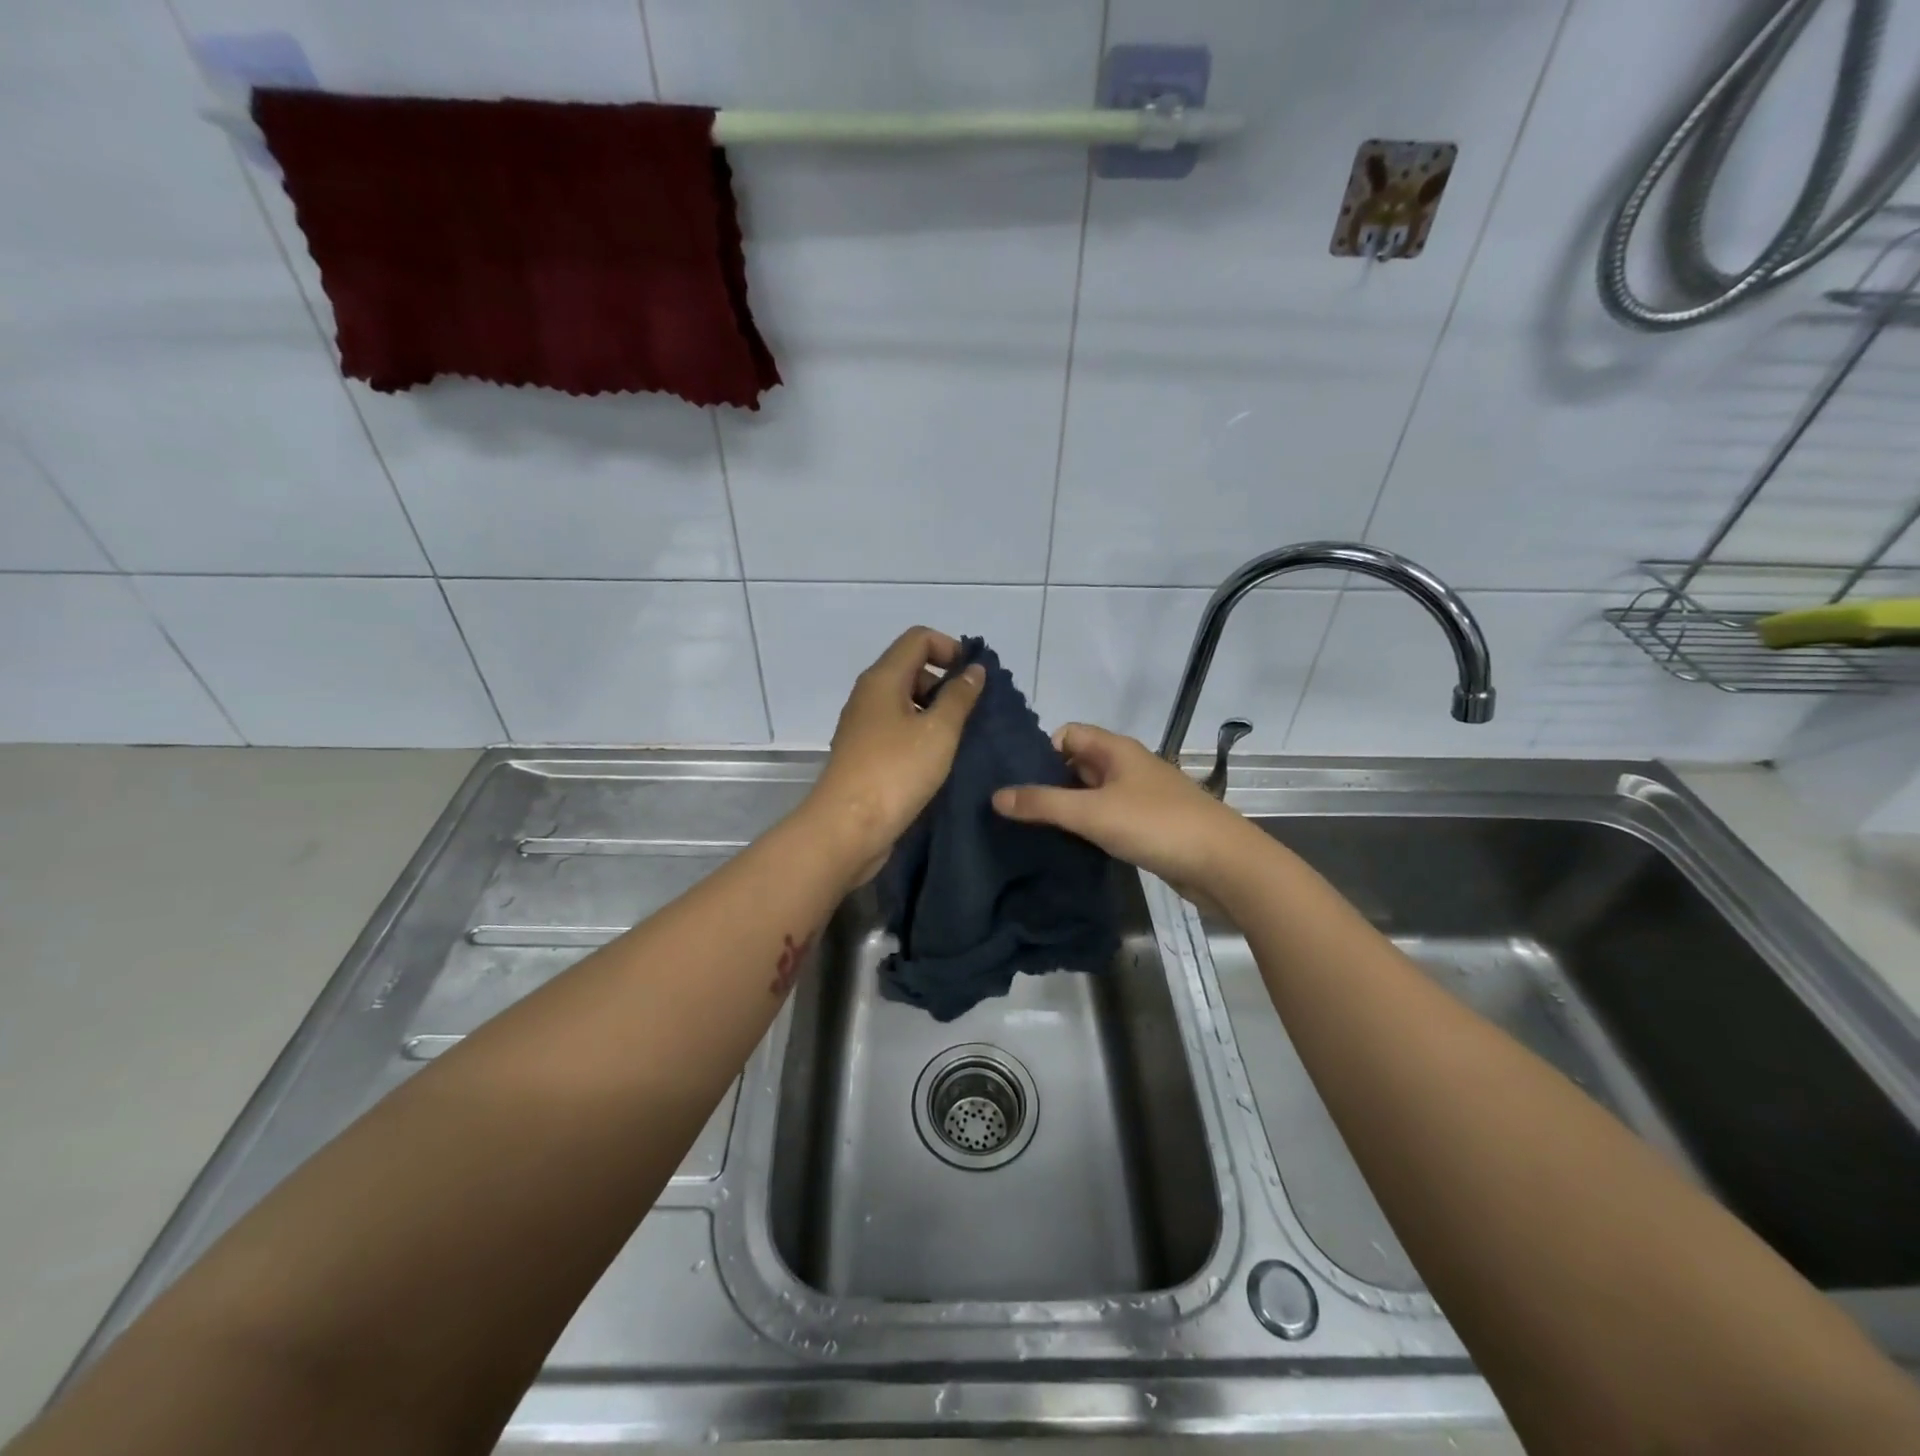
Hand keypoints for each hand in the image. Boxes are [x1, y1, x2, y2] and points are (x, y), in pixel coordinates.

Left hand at [805, 627, 984, 885]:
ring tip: (961, 740)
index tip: (974, 679)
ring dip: (935, 714)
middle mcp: (869, 695)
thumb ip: (959, 696)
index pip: (918, 638)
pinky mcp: (864, 755)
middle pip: (911, 669)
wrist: (847, 828)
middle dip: (945, 683)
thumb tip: (973, 669)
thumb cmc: (896, 772)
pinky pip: (898, 730)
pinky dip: (921, 736)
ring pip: (905, 703)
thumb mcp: (939, 731)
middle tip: (972, 714)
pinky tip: (939, 761)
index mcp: (882, 678)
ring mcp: (863, 726)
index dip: (950, 648)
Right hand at [993, 723, 1254, 899]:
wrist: (1223, 864)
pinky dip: (1088, 827)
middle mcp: (1127, 766)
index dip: (1040, 752)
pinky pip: (1107, 817)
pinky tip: (1069, 846)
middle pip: (1077, 764)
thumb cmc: (1155, 825)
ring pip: (1091, 793)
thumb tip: (996, 796)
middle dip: (1047, 782)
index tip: (1015, 781)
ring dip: (1067, 808)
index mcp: (1116, 749)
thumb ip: (1042, 803)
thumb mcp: (1091, 812)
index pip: (1067, 734)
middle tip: (1014, 809)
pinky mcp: (1148, 825)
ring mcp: (1139, 796)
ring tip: (1031, 830)